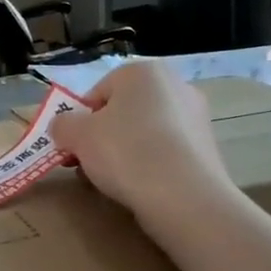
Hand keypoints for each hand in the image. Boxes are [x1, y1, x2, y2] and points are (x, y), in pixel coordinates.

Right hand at [50, 64, 233, 222]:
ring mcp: (196, 118)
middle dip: (102, 136)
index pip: (98, 92)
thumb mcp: (76, 135)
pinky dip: (150, 165)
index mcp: (143, 72)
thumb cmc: (126, 152)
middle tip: (86, 163)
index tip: (73, 145)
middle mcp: (175, 86)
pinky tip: (140, 187)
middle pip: (122, 111)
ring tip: (111, 181)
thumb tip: (63, 127)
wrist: (185, 198)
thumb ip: (62, 124)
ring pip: (144, 133)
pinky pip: (166, 152)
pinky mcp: (208, 149)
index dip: (79, 120)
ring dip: (124, 152)